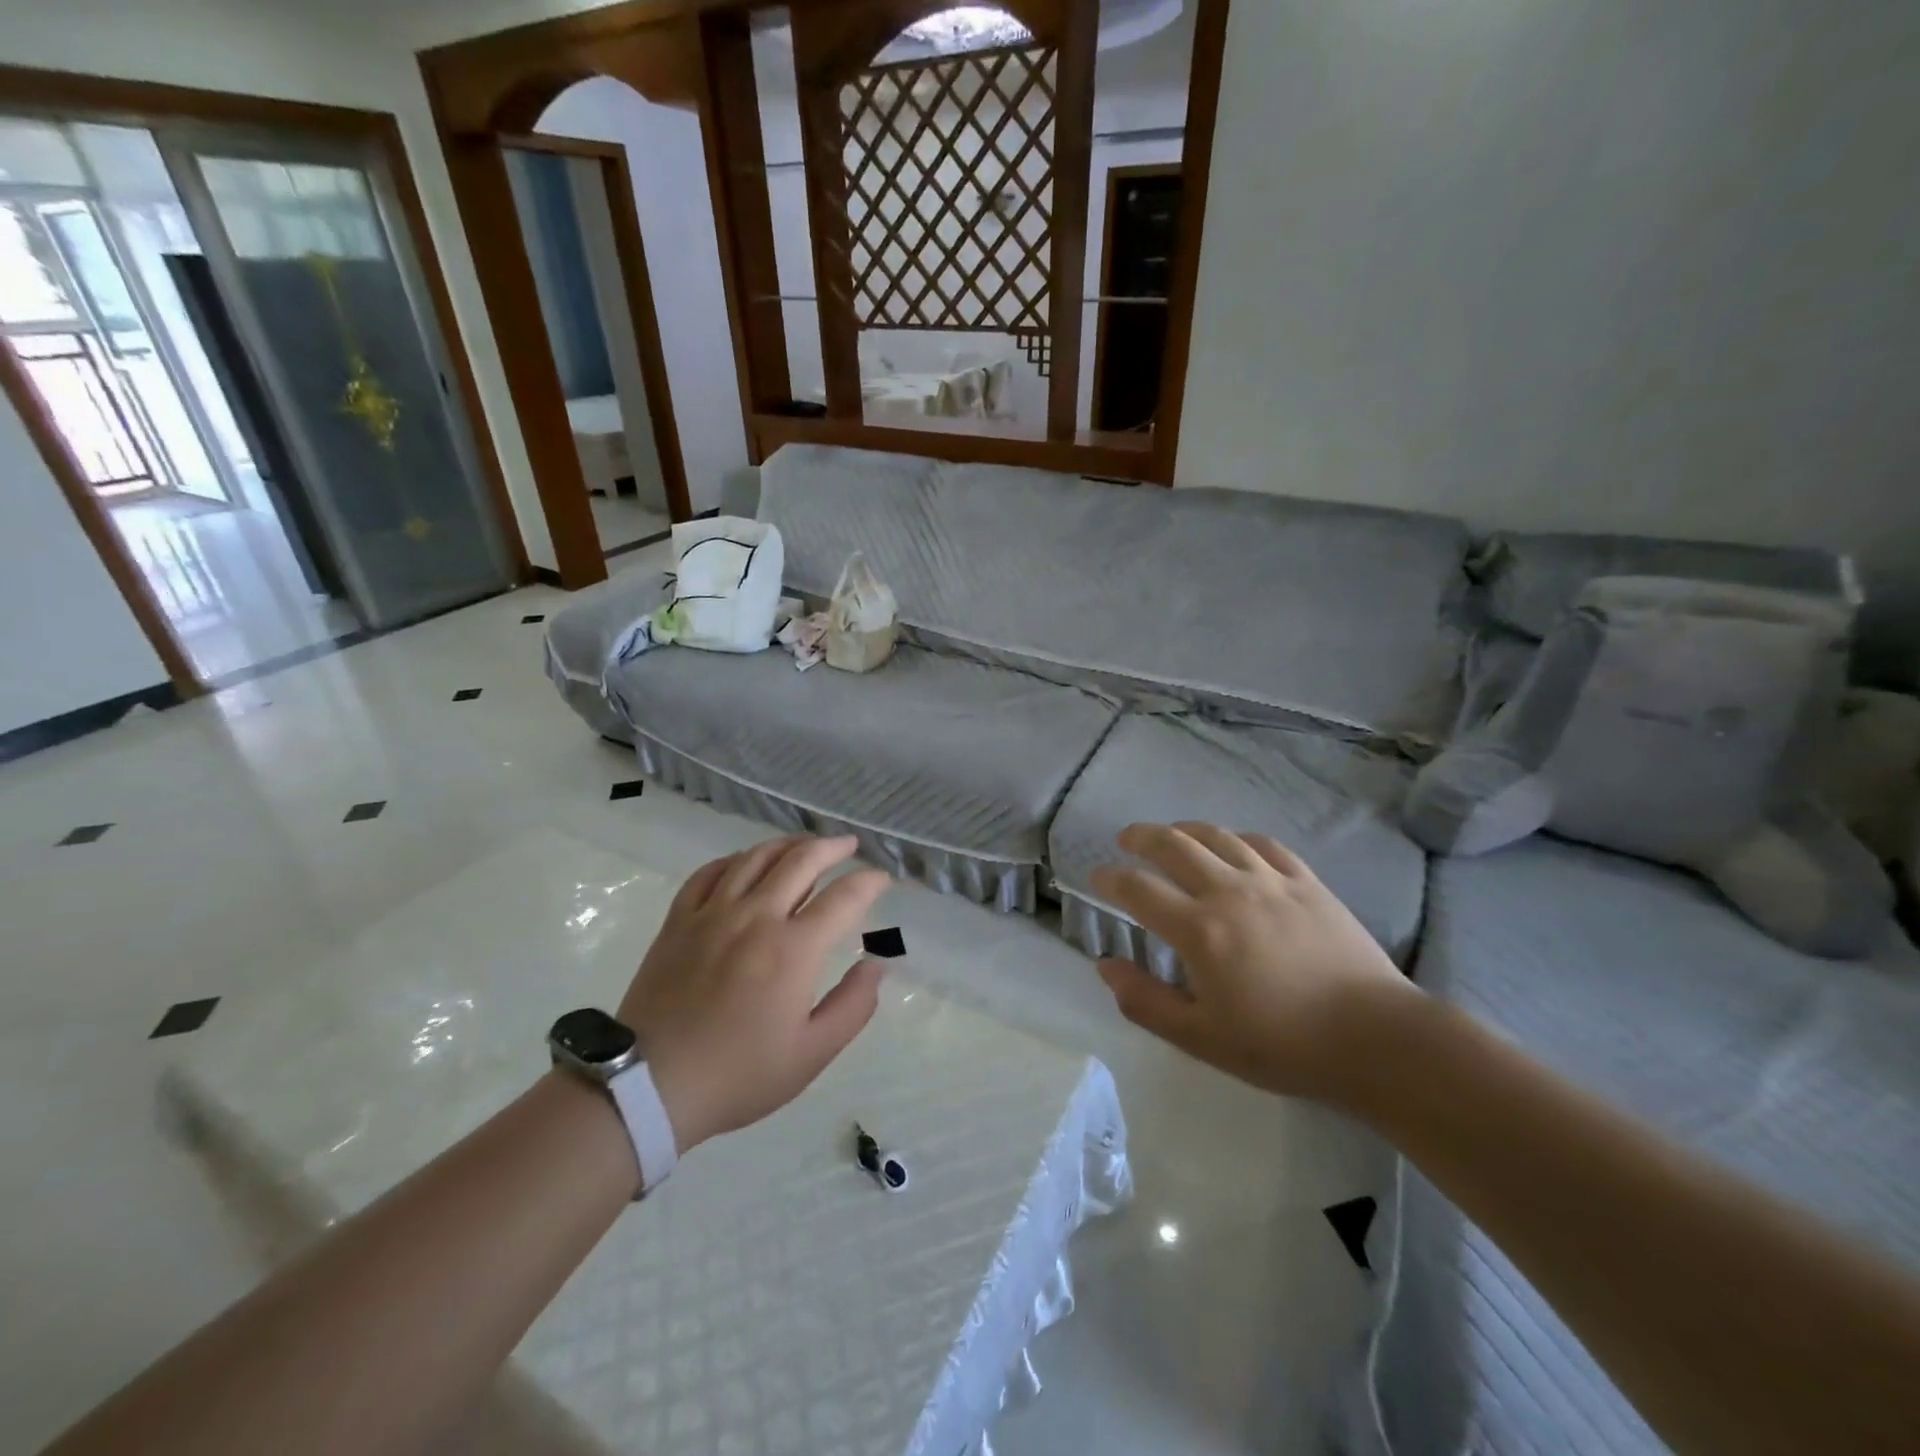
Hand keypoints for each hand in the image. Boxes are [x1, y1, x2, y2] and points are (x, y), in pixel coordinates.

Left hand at [618, 836, 890, 1151]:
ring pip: (756, 857)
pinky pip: (710, 873)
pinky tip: (746, 863)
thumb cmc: (739, 1074)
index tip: (882, 879)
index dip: (869, 882)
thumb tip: (877, 965)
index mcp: (794, 949)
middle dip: (832, 847)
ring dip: (788, 844)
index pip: (844, 897)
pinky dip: (735, 860)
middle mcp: (756, 917)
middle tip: (848, 845)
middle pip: (801, 860)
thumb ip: (853, 1006)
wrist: (649, 1085)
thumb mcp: (811, 1054)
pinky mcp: (679, 920)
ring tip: (805, 844)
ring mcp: (713, 914)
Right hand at [1090, 822, 1420, 1106]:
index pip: (1138, 889)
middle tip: (1126, 839)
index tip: (1097, 877)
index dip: (1110, 878)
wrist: (1375, 1039)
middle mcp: (1229, 892)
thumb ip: (1145, 1001)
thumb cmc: (1282, 1044)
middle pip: (1174, 845)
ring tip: (1172, 834)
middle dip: (1141, 837)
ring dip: (1185, 829)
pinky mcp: (1307, 882)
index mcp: (1199, 930)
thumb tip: (1105, 966)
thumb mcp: (1201, 1038)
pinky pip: (1265, 844)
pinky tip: (1234, 845)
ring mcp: (1272, 881)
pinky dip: (1238, 838)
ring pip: (1218, 836)